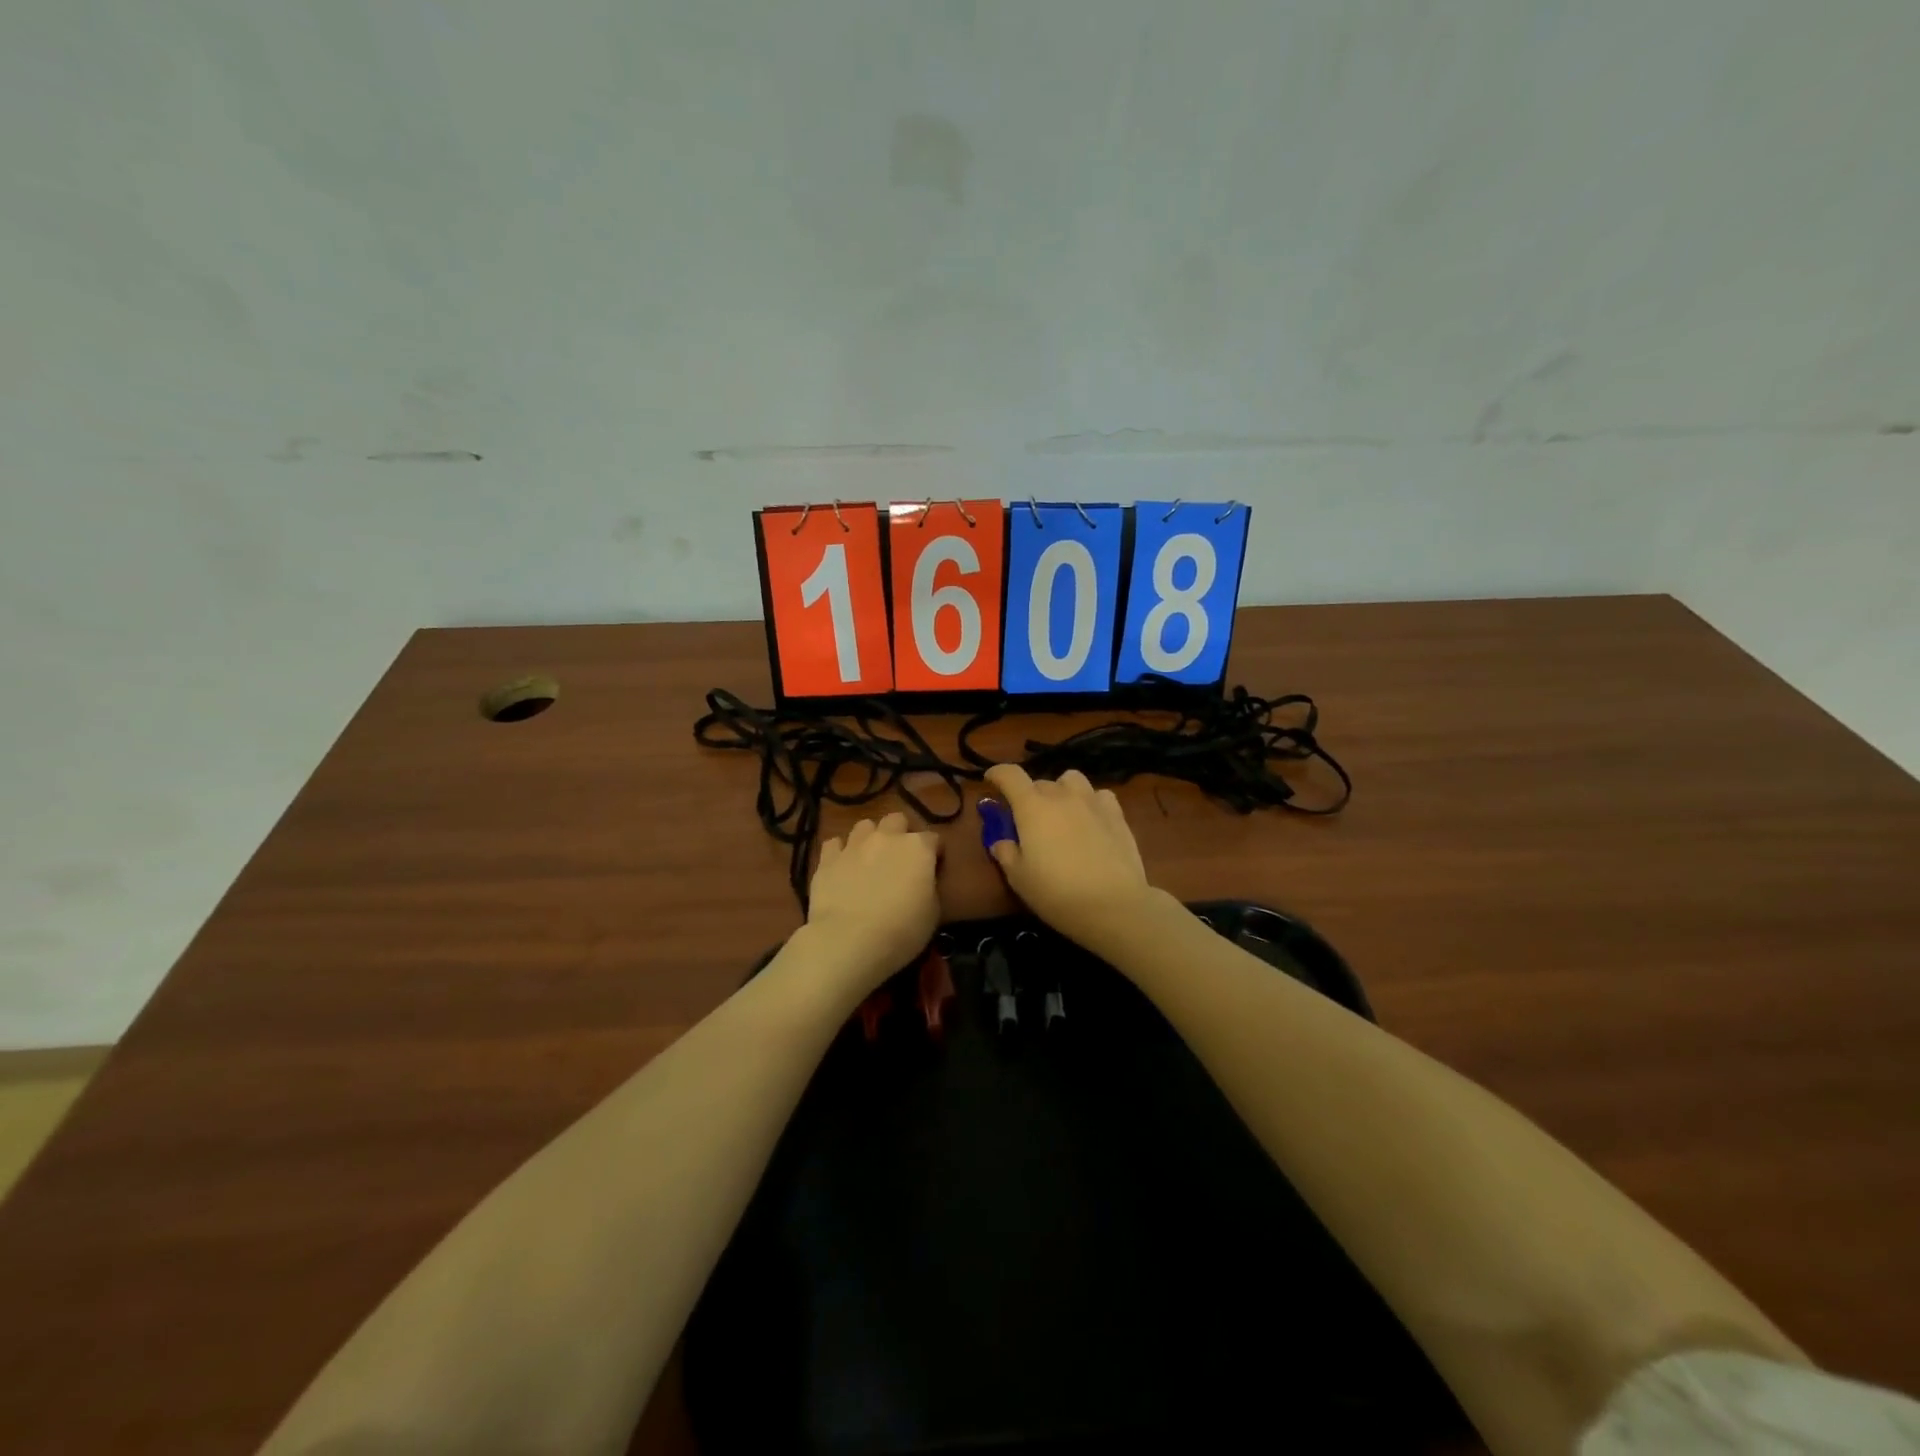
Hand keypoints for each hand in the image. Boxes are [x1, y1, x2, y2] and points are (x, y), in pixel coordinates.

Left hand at [807, 812, 942, 983]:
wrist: (850, 940)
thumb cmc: (901, 930)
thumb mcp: (932, 913)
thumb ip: (928, 887)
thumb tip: (921, 881)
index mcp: (918, 848)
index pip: (933, 839)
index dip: (934, 852)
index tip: (934, 867)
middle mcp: (887, 837)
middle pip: (896, 820)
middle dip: (900, 833)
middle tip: (899, 857)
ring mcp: (854, 845)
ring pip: (864, 826)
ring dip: (869, 838)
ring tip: (868, 858)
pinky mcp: (827, 859)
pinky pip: (834, 844)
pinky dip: (839, 852)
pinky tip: (841, 867)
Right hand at [982, 765, 1154, 945]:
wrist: (1113, 905)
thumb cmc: (1057, 893)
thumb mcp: (1019, 879)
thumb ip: (1006, 854)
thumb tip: (1001, 842)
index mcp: (1032, 807)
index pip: (1010, 775)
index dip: (997, 773)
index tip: (991, 781)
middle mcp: (1061, 796)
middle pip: (1040, 782)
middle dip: (1029, 796)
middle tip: (1028, 820)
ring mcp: (1092, 801)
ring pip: (1071, 780)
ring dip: (1061, 791)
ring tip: (1062, 812)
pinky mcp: (1117, 814)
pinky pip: (1099, 795)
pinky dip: (1090, 801)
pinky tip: (1091, 819)